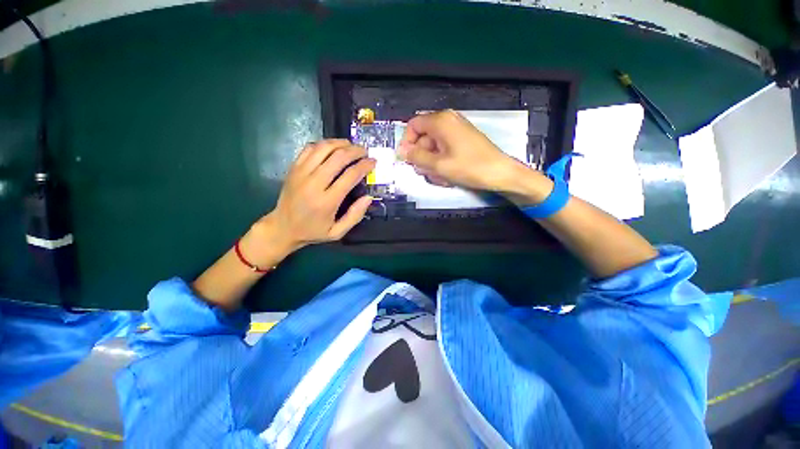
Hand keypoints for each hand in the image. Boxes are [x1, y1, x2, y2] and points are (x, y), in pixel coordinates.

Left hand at [246, 139, 374, 261]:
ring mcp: (301, 173)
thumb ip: (355, 216)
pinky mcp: (294, 168)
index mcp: (327, 202)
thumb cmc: (313, 231)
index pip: (350, 176)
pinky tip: (333, 147)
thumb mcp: (337, 232)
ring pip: (323, 148)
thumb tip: (368, 198)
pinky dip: (324, 144)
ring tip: (351, 145)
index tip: (373, 162)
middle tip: (365, 151)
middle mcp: (313, 184)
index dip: (364, 166)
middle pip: (338, 157)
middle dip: (355, 151)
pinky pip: (309, 149)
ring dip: (340, 143)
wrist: (282, 227)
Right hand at [397, 110, 523, 191]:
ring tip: (439, 176)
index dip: (407, 142)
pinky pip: (444, 147)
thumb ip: (416, 157)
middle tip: (424, 172)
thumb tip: (401, 151)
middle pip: (423, 135)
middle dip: (421, 155)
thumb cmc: (469, 168)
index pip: (413, 125)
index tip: (408, 159)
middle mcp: (448, 120)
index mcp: (440, 121)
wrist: (500, 173)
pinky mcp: (463, 139)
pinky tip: (446, 173)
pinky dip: (441, 160)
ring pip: (433, 144)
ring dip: (431, 161)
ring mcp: (457, 129)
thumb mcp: (438, 165)